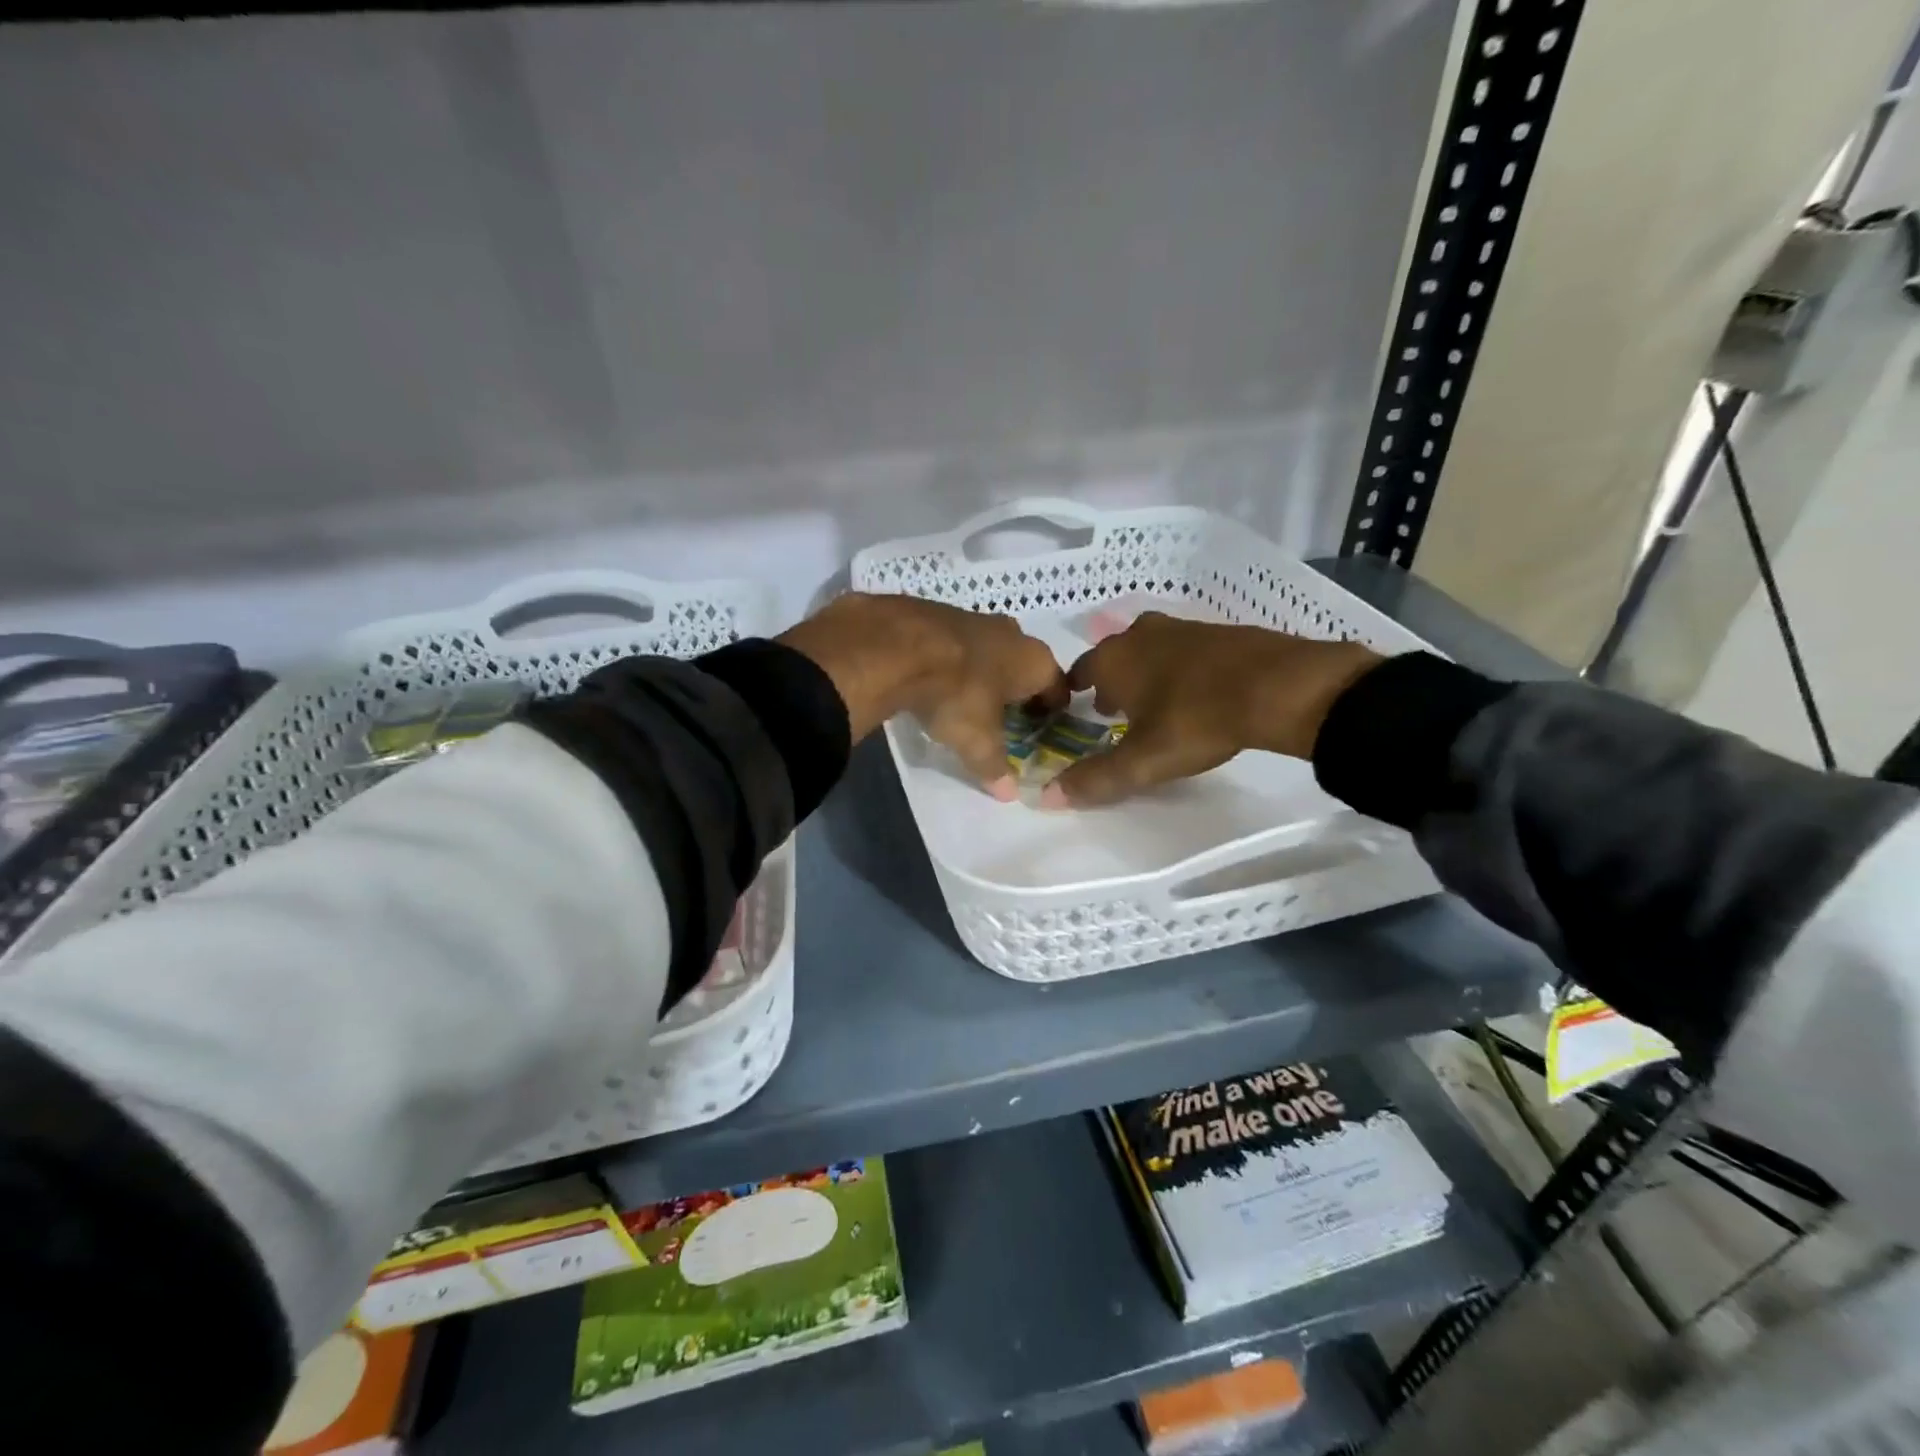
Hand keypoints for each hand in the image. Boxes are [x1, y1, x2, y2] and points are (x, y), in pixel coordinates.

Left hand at [779, 593, 1067, 798]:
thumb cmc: (956, 694)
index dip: (1052, 712)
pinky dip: (953, 661)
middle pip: (1023, 667)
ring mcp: (974, 618)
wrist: (898, 644)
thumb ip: (994, 766)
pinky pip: (956, 644)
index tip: (1041, 731)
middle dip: (1016, 691)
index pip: (1057, 688)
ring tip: (967, 701)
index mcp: (1034, 661)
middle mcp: (1012, 633)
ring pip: (989, 651)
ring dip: (983, 673)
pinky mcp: (939, 613)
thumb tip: (1009, 794)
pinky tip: (935, 680)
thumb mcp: (977, 741)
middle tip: (1004, 720)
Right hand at [1044, 613, 1382, 807]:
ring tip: (1153, 703)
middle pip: (1114, 656)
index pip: (1079, 670)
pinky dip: (1180, 668)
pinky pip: (1184, 651)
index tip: (1076, 708)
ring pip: (1150, 650)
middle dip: (1110, 681)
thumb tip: (1048, 796)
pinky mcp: (1219, 631)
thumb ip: (1096, 779)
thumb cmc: (1196, 720)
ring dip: (1145, 673)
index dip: (1074, 690)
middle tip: (1113, 711)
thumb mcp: (1142, 761)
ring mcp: (1183, 628)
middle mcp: (1141, 635)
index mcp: (1114, 659)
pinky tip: (1196, 691)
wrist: (1279, 686)